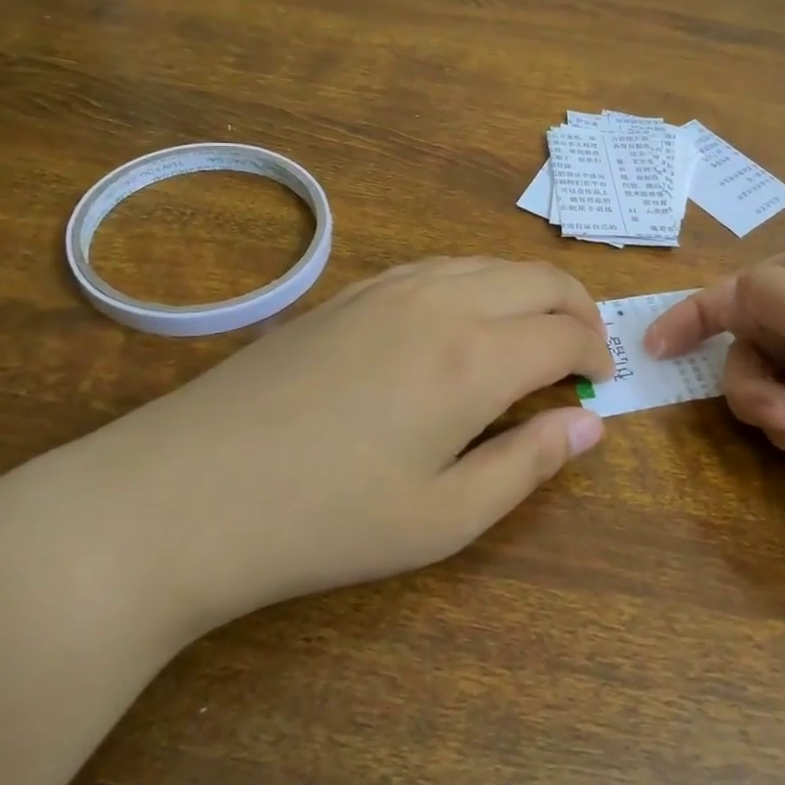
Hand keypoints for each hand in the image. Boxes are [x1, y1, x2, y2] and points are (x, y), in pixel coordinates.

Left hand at [81, 258, 613, 637]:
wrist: (184, 493)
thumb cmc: (324, 522)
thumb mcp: (443, 518)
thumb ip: (528, 464)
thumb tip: (591, 424)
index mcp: (473, 358)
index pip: (564, 333)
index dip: (595, 355)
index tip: (600, 385)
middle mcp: (441, 302)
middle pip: (537, 279)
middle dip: (578, 309)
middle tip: (583, 355)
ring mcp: (390, 287)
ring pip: (488, 263)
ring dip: (527, 292)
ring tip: (532, 337)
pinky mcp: (350, 291)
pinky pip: (439, 266)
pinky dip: (477, 282)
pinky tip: (463, 321)